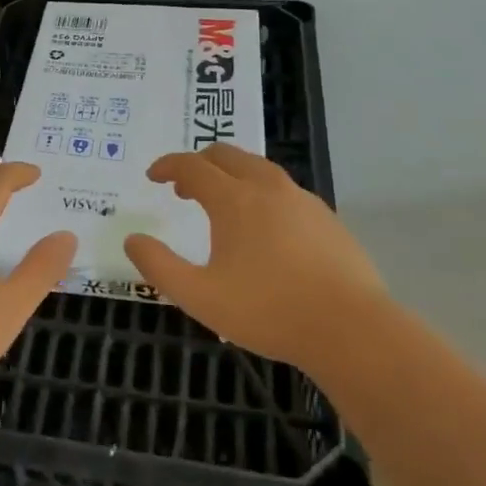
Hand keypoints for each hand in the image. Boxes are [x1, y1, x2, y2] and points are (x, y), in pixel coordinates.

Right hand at [125, 143, 384, 379]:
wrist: (352, 330)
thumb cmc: (269, 312)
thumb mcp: (201, 297)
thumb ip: (160, 267)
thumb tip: (133, 241)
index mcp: (234, 200)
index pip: (192, 166)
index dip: (168, 166)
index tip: (153, 176)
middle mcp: (267, 187)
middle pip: (226, 156)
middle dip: (199, 164)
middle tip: (184, 188)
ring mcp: (301, 199)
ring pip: (258, 168)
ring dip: (231, 175)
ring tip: (223, 204)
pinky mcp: (326, 218)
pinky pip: (284, 190)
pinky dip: (261, 192)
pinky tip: (265, 227)